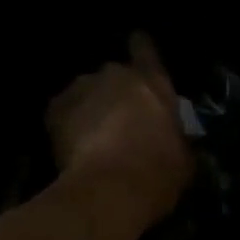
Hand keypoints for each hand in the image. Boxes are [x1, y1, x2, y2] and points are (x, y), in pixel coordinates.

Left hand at [46, 33, 192, 223]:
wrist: (109, 190)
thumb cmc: (158, 173)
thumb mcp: (184, 158)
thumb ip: (177, 138)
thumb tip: (175, 141)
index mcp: (153, 82)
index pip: (145, 49)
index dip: (142, 49)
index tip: (138, 49)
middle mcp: (115, 75)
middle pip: (114, 75)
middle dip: (116, 92)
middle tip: (121, 120)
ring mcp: (81, 89)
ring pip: (86, 93)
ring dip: (91, 108)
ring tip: (94, 137)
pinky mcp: (54, 109)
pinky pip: (64, 112)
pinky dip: (68, 124)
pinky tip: (74, 147)